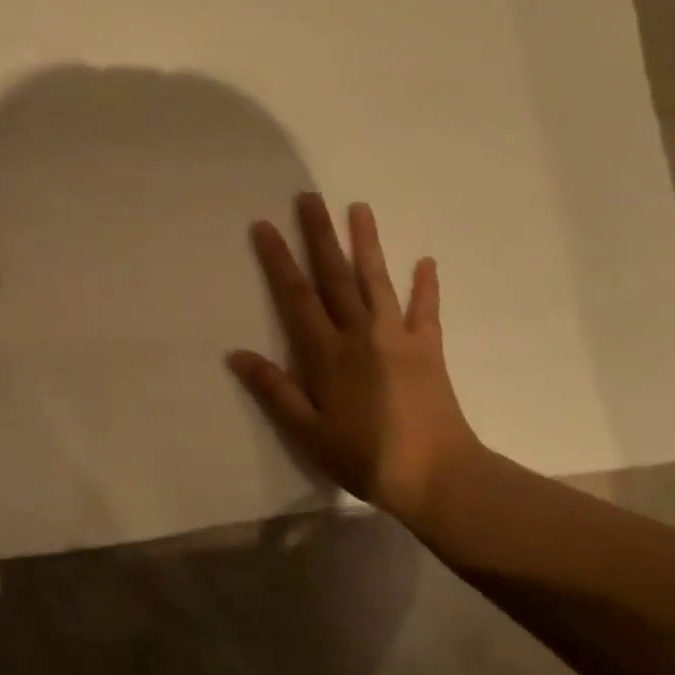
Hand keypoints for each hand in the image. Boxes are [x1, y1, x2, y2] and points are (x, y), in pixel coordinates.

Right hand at [228, 194, 479, 522]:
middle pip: (335, 275)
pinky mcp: (427, 348)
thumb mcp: (308, 432)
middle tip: (309, 198)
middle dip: (319, 234)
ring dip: (366, 243)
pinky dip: (426, 286)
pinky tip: (426, 261)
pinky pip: (426, 310)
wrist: (438, 477)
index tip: (265, 226)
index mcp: (327, 352)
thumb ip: (274, 390)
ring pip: (376, 280)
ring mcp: (397, 336)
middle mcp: (360, 333)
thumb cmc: (365, 457)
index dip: (278, 259)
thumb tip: (236, 354)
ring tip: (359, 207)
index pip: (296, 296)